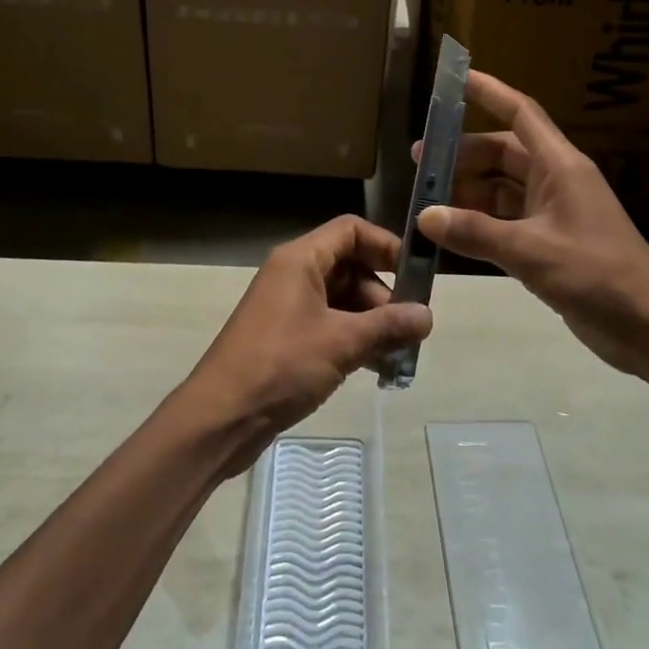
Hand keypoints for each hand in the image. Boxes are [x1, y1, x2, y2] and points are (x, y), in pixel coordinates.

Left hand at [181, 215, 431, 470]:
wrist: (220, 417)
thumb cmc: (281, 365)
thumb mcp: (342, 343)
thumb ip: (388, 325)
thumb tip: (428, 315)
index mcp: (300, 260)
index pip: (351, 230)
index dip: (385, 245)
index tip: (416, 275)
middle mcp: (293, 274)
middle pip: (350, 266)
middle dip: (383, 295)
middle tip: (410, 328)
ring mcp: (288, 307)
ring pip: (342, 300)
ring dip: (372, 322)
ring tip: (400, 355)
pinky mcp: (286, 338)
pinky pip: (329, 325)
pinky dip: (354, 339)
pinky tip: (377, 368)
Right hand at [414, 71, 648, 378]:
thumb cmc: (598, 275)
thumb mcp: (532, 252)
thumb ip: (477, 233)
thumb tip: (425, 216)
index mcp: (560, 166)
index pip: (521, 114)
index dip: (489, 92)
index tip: (455, 77)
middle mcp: (556, 181)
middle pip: (503, 154)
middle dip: (462, 155)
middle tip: (420, 164)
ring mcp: (553, 213)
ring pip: (501, 189)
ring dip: (468, 192)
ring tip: (426, 200)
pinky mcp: (550, 243)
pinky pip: (506, 221)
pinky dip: (480, 223)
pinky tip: (451, 233)